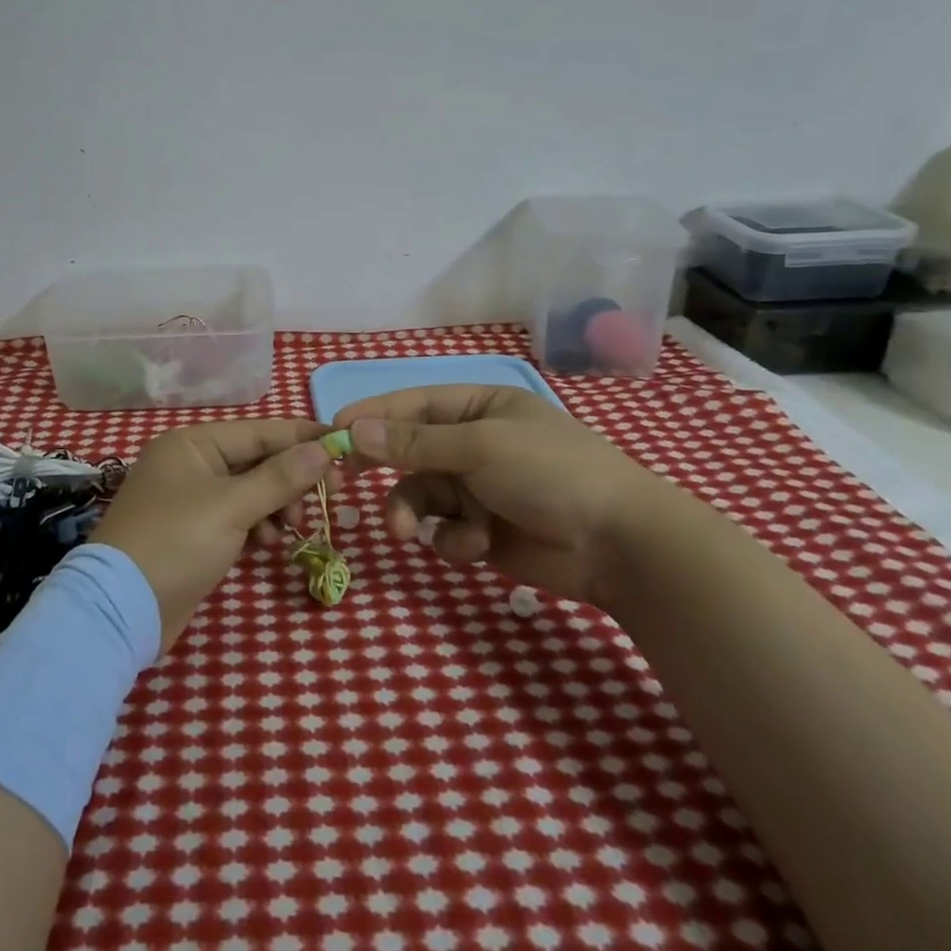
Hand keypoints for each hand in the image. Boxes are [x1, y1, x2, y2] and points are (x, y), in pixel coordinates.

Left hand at [92, 418, 341, 652]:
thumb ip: (280, 477)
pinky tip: (267, 545)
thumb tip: (324, 448)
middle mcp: (191, 464)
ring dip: (276, 507)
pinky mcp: (194, 533)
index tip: (343, 446)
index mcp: (192, 443)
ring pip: (251, 492)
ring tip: (290, 529)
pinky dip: (257, 527)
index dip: (302, 438)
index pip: (259, 431)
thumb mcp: (232, 507)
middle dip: (291, 480)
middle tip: (329, 498)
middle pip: (257, 461)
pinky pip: (238, 518)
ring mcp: (191, 499)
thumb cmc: (176, 543)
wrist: (121, 609)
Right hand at [334, 384, 690, 608]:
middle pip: (410, 452)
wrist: (619, 544)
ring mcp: (480, 489)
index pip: (412, 404)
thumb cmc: (550, 473)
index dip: (371, 415)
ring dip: (413, 512)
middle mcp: (475, 444)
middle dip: (386, 470)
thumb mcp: (478, 447)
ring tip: (410, 533)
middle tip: (344, 480)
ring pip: (423, 495)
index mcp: (479, 408)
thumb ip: (414, 442)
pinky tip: (477, 546)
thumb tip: (354, 430)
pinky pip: (447, 530)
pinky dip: (455, 539)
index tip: (331, 430)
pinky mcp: (485, 531)